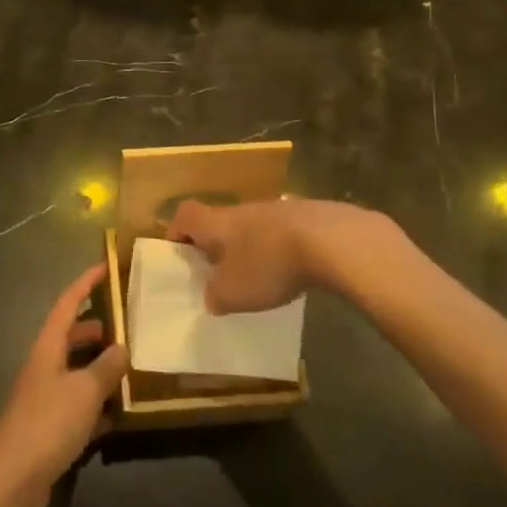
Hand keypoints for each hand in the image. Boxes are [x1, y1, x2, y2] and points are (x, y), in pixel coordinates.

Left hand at [0, 265, 127, 506]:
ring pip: (75, 373)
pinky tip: (118, 415)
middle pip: (70, 338)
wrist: (10, 483)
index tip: (105, 267)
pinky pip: (77, 407)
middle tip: (127, 325)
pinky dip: (96, 406)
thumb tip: (122, 347)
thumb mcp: (84, 391)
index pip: (66, 305)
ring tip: (130, 367)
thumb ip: (105, 368)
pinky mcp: (48, 431)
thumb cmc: (47, 424)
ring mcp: (44, 400)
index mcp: (47, 349)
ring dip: (99, 368)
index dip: (85, 284)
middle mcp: (43, 368)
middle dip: (96, 328)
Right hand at [169, 198, 404, 313]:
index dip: (177, 233)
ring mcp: (275, 210)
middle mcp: (241, 210)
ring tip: (257, 278)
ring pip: (251, 227)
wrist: (330, 240)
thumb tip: (212, 296)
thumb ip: (215, 296)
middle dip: (216, 246)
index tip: (178, 256)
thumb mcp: (232, 293)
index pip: (185, 216)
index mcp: (216, 222)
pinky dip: (279, 250)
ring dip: (249, 249)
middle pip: (219, 221)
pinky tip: (291, 273)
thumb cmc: (268, 264)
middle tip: (218, 275)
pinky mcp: (306, 217)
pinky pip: (281, 233)